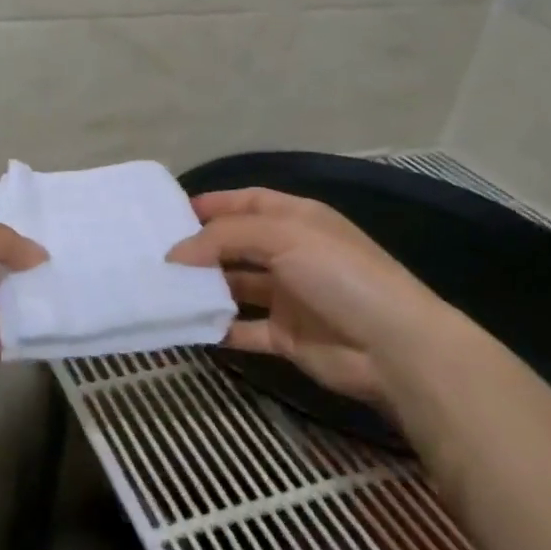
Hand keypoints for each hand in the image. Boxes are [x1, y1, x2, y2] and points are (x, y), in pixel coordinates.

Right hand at [167, 188, 453, 405]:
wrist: (393, 347)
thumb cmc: (339, 274)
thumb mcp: (282, 237)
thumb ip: (224, 238)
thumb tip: (175, 253)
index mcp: (298, 220)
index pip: (248, 201)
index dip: (213, 204)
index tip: (171, 213)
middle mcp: (292, 253)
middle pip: (237, 244)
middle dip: (201, 247)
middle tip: (157, 252)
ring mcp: (289, 296)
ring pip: (236, 286)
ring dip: (205, 287)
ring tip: (163, 287)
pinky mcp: (286, 336)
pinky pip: (243, 329)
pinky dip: (217, 328)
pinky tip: (187, 326)